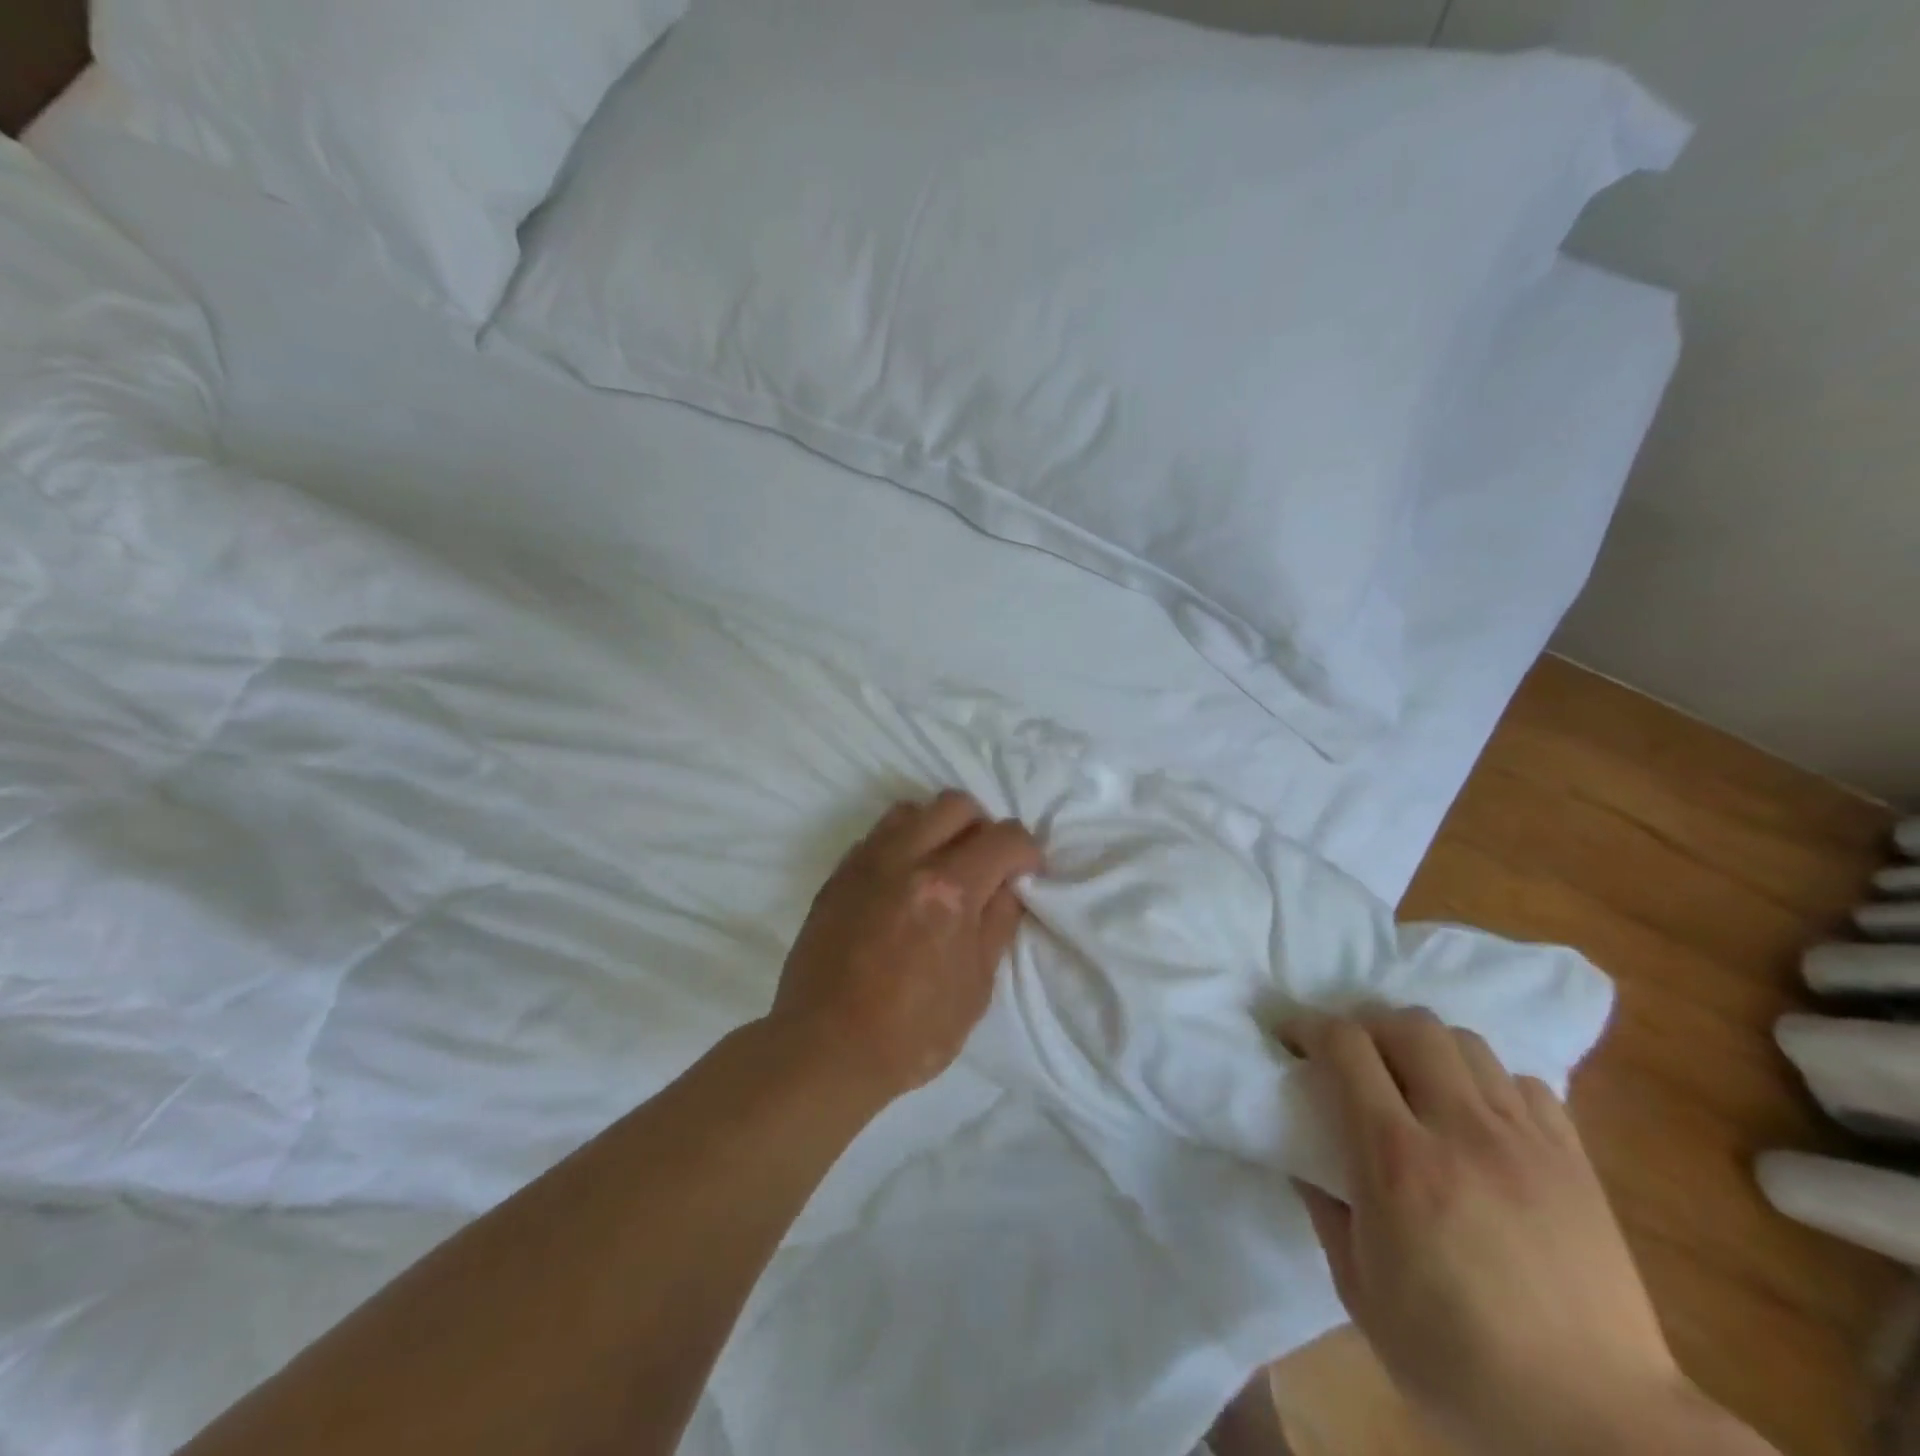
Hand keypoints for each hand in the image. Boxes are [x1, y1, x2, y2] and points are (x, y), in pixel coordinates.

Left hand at [769, 790, 1040, 1101]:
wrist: (825, 1048)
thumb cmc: (911, 1033)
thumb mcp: (975, 988)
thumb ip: (997, 925)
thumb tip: (1007, 885)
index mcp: (949, 890)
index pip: (1003, 837)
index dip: (1026, 851)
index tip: (1026, 872)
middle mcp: (907, 861)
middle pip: (957, 804)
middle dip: (983, 827)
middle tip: (985, 864)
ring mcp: (866, 863)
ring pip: (912, 810)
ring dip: (938, 828)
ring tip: (941, 866)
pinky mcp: (838, 875)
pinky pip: (877, 836)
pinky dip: (901, 845)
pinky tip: (902, 884)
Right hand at [1286, 1008, 1723, 1455]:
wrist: (1597, 1427)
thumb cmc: (1458, 1364)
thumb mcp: (1359, 1290)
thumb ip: (1324, 1208)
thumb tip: (1304, 1157)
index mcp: (1397, 1160)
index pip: (1346, 1046)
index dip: (1309, 1027)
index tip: (1291, 1039)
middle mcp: (1460, 1130)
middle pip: (1409, 1025)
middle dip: (1368, 1026)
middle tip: (1351, 1056)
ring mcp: (1524, 1140)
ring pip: (1466, 1042)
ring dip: (1426, 1046)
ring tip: (1414, 1079)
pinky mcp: (1573, 1160)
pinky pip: (1523, 1082)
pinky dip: (1488, 1081)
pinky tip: (1478, 1116)